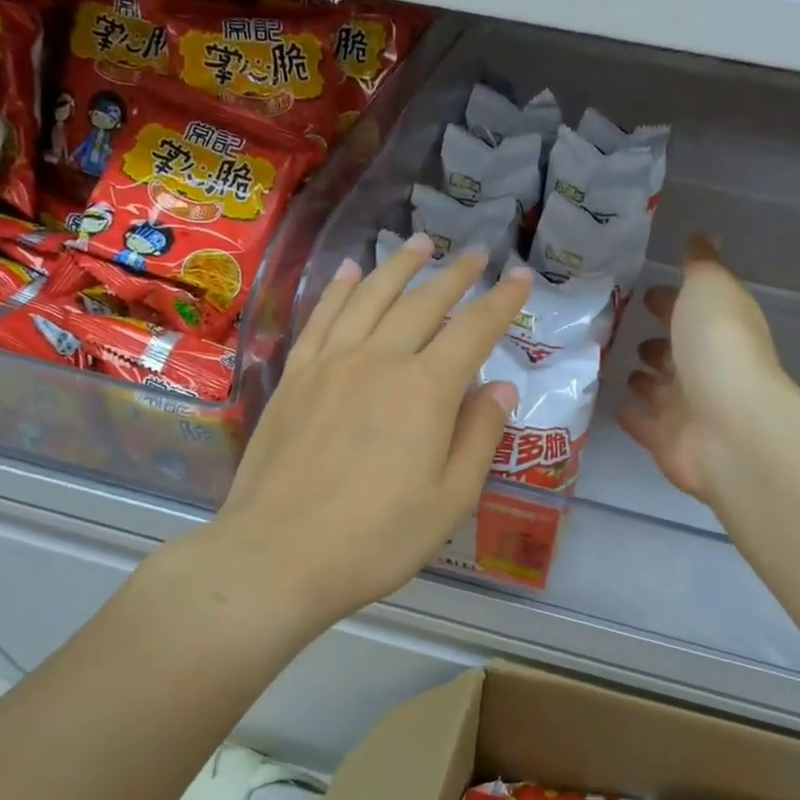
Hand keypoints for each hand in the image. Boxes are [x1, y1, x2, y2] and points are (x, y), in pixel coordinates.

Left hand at [208, 237, 530, 632]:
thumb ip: (479, 437)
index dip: (502, 301)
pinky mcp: (295, 377)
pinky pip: (322, 317)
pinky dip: (341, 289)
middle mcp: (379, 360)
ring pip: (372, 297)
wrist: (277, 556)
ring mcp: (331, 364)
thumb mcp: (449, 500)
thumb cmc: (376, 539)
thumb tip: (500, 386)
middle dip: (456, 275)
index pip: (474, 330)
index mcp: (426, 391)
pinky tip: (352, 272)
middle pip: (424, 302)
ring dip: (400, 266)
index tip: (523, 277)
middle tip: (477, 254)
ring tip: (421, 243)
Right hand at [618, 234, 793, 503]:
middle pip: (676, 352)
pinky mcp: (667, 441)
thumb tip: (702, 236)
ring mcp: (686, 408)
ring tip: (616, 364)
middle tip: (622, 329)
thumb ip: (701, 265)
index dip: (670, 301)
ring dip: (644, 378)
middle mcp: (705, 369)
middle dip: (656, 341)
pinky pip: (645, 424)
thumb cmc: (719, 348)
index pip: (691, 311)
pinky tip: (614, 405)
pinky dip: (633, 415)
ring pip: (660, 389)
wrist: (730, 427)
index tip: (643, 291)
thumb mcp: (709, 289)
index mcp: (719, 329)